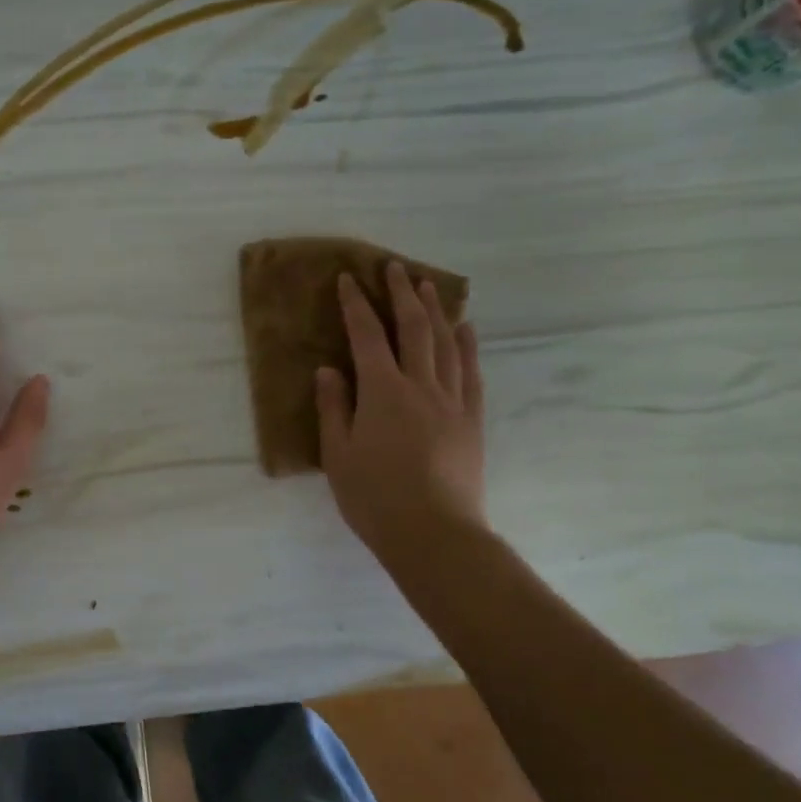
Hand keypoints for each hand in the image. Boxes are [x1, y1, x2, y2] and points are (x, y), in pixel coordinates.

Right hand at [316, 263, 486, 559]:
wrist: (435, 534)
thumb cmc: (375, 497)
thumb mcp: (338, 455)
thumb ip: (333, 408)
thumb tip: (328, 369)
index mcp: (382, 392)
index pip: (366, 336)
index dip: (355, 304)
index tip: (348, 278)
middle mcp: (420, 386)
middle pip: (413, 328)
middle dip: (402, 293)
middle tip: (394, 267)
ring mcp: (452, 401)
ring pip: (446, 343)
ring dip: (436, 310)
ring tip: (428, 285)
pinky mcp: (472, 420)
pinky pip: (471, 372)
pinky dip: (467, 345)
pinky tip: (465, 328)